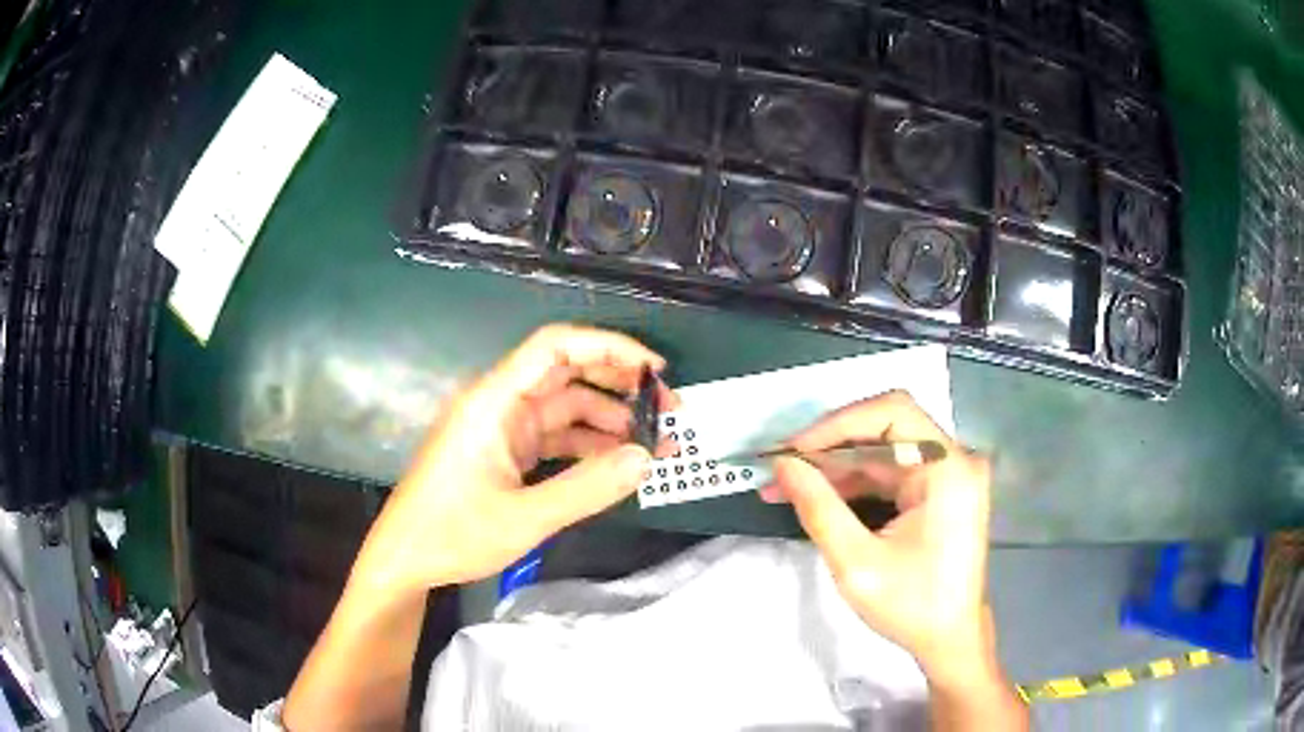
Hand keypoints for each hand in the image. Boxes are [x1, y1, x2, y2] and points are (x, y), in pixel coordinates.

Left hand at [351, 324, 676, 596]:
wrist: (405, 559)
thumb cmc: (452, 534)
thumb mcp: (525, 518)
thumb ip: (587, 488)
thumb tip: (646, 459)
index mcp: (494, 401)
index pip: (556, 347)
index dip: (610, 348)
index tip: (655, 370)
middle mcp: (500, 403)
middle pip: (568, 373)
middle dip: (621, 385)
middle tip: (669, 410)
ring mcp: (503, 428)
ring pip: (566, 407)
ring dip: (610, 420)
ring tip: (656, 443)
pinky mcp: (505, 451)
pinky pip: (556, 436)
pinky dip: (589, 445)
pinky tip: (619, 461)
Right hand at [764, 391, 992, 682]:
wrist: (951, 639)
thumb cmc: (912, 606)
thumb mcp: (857, 563)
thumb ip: (819, 508)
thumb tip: (783, 466)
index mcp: (948, 469)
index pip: (892, 413)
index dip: (838, 424)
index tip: (793, 451)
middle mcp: (954, 459)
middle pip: (886, 429)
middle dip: (830, 447)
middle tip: (781, 469)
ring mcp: (949, 474)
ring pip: (884, 450)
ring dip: (837, 466)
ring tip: (787, 487)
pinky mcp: (941, 490)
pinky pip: (892, 472)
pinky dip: (856, 482)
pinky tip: (820, 497)